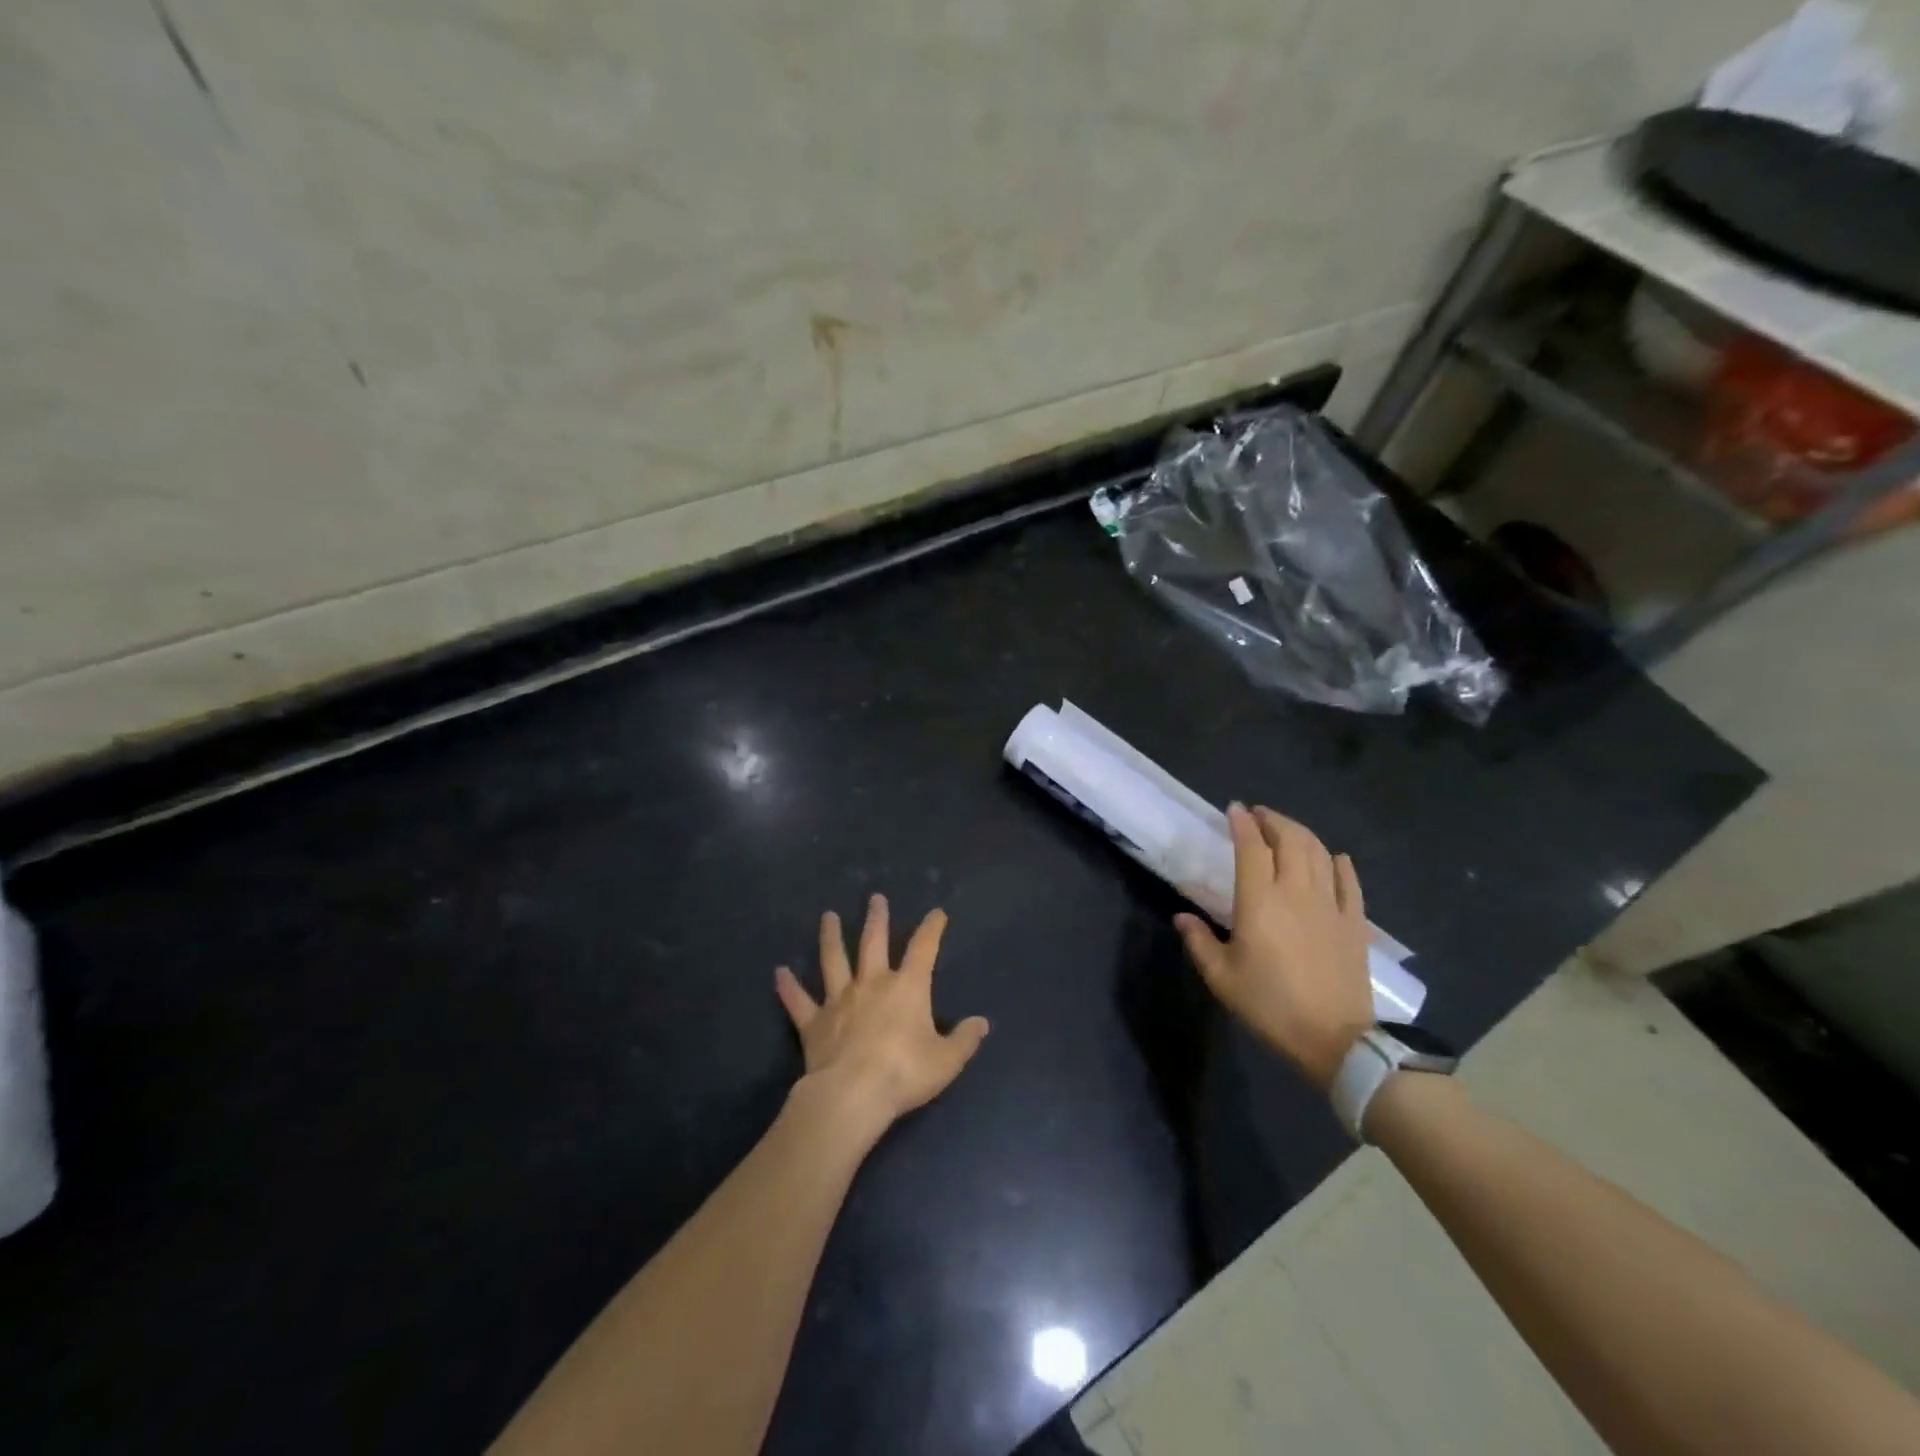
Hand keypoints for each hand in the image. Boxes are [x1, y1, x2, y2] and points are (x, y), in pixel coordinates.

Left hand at [775, 895, 989, 1134]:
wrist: (853, 1094)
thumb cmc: (905, 1073)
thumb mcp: (946, 1060)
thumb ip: (964, 1039)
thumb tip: (981, 1023)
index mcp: (907, 988)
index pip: (923, 949)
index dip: (931, 929)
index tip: (936, 913)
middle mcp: (872, 984)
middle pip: (873, 943)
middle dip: (876, 919)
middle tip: (875, 898)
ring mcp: (839, 1000)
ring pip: (833, 961)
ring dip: (831, 938)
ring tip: (827, 916)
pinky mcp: (814, 1023)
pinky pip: (799, 1001)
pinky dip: (788, 987)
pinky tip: (779, 972)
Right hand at [1175, 804, 1373, 1091]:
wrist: (1334, 1039)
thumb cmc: (1270, 1006)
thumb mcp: (1222, 978)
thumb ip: (1199, 942)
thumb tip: (1182, 917)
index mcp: (1260, 901)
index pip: (1251, 847)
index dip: (1242, 824)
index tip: (1234, 809)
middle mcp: (1297, 892)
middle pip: (1290, 840)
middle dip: (1273, 820)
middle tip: (1259, 815)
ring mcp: (1331, 905)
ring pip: (1319, 853)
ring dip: (1302, 834)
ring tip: (1287, 830)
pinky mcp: (1355, 923)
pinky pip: (1350, 883)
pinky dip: (1340, 864)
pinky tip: (1335, 858)